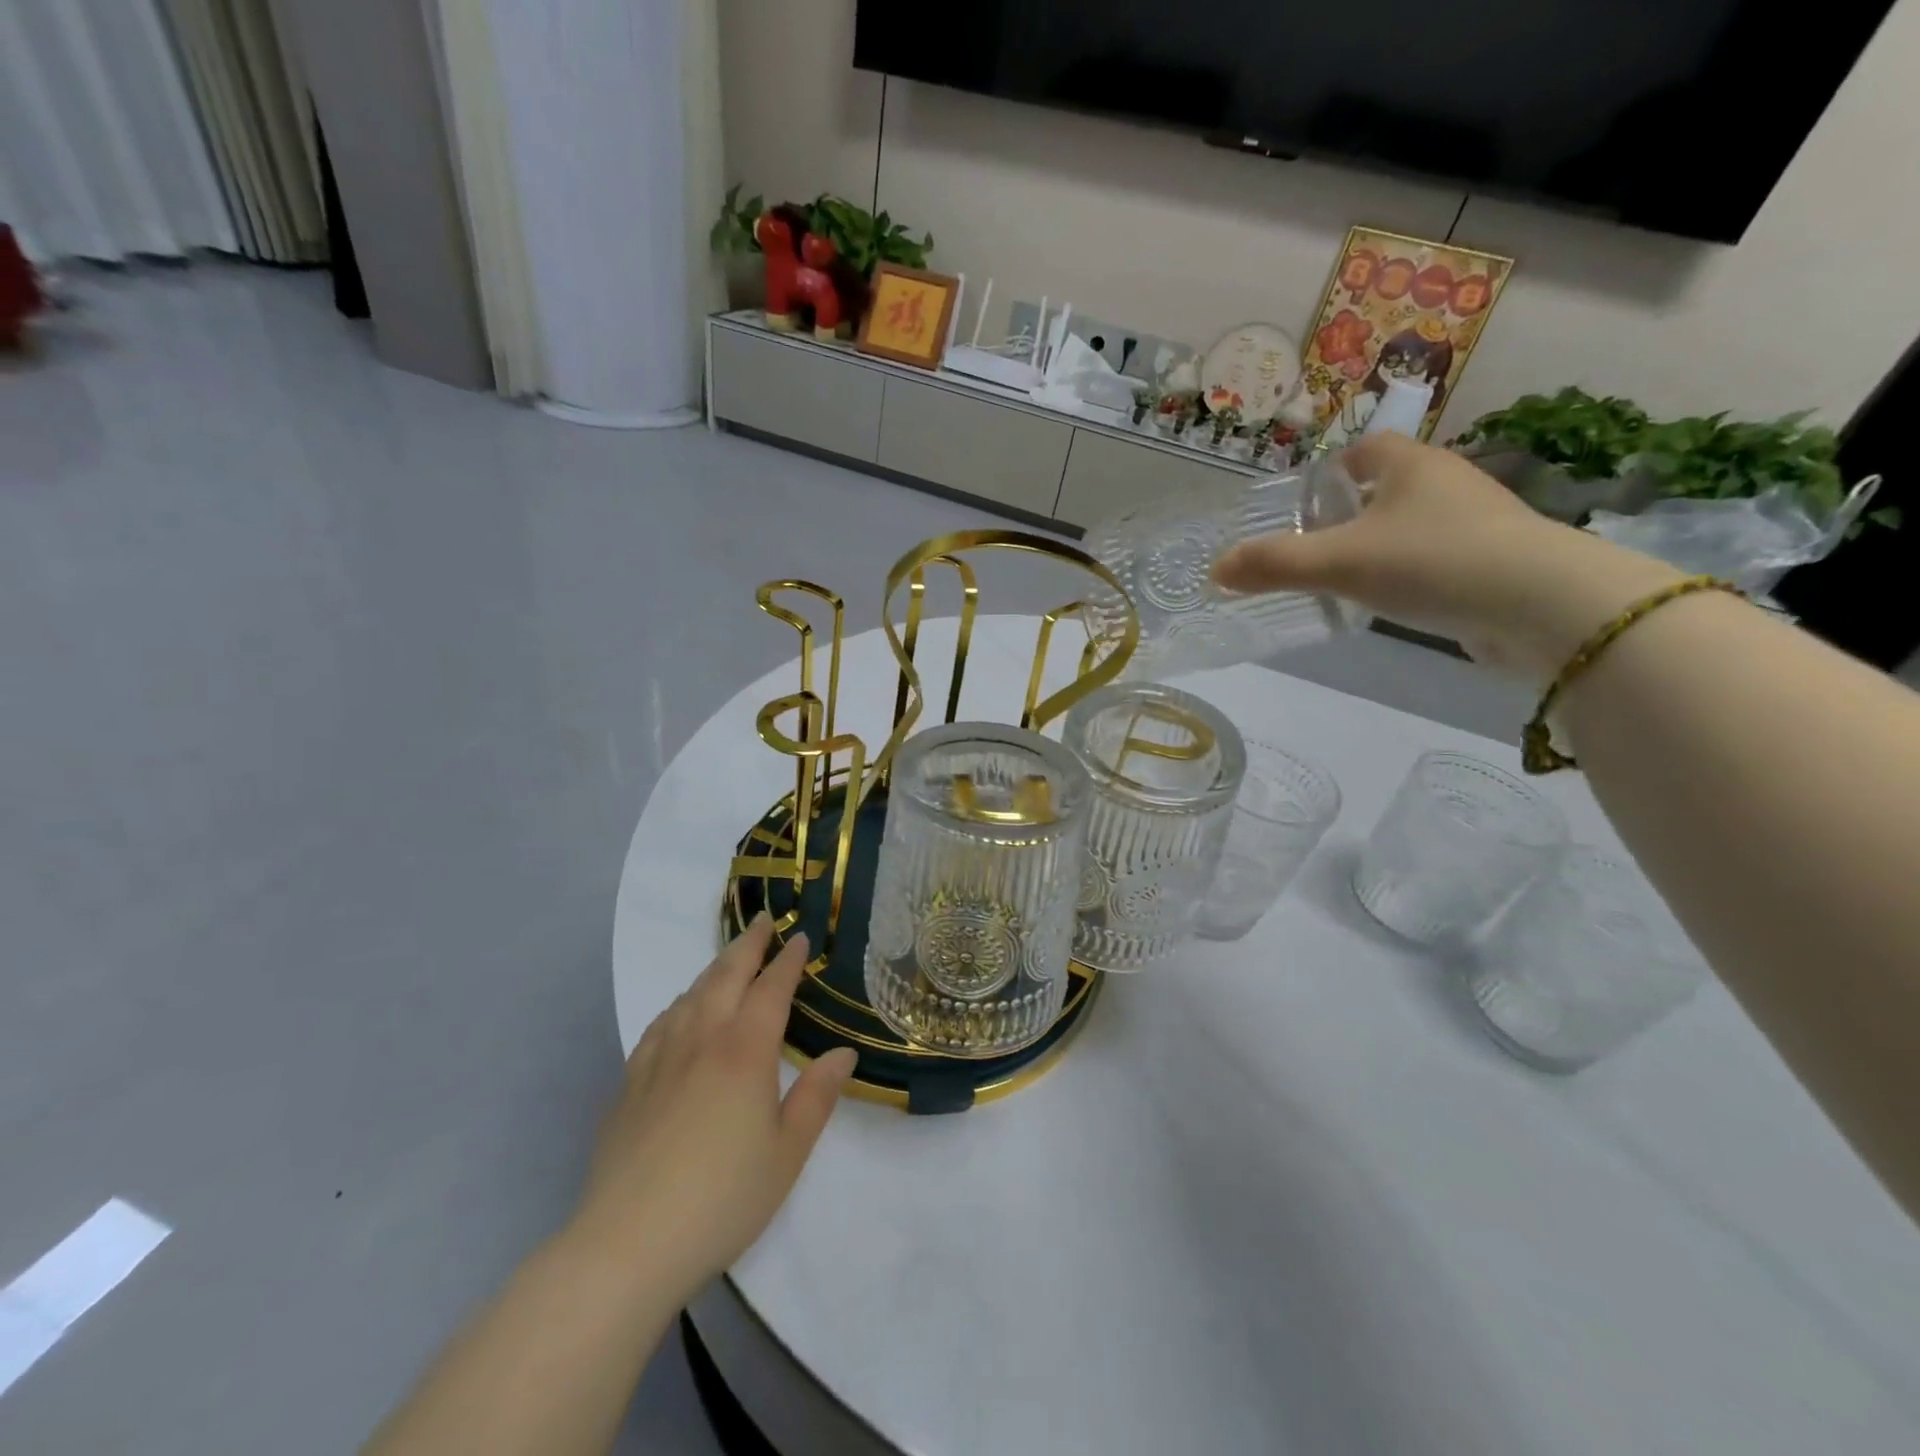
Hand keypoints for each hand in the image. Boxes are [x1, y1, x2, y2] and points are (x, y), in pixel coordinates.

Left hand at [569, 915, 856, 1297]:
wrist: (627, 1245)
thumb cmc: (722, 1198)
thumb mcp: (787, 1152)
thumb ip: (817, 1096)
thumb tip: (843, 1052)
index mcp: (745, 1050)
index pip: (771, 988)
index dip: (787, 960)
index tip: (799, 937)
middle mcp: (702, 1039)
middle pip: (725, 975)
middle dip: (748, 945)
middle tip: (763, 921)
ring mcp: (659, 1058)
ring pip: (690, 994)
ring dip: (714, 969)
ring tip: (729, 959)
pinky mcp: (630, 1083)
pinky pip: (660, 1023)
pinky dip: (680, 1003)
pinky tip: (681, 1011)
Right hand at [1213, 434, 1683, 679]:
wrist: (1537, 604)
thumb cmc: (1428, 561)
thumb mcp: (1336, 563)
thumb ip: (1272, 566)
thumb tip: (1215, 571)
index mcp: (1410, 465)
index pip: (1366, 448)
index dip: (1332, 470)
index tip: (1306, 502)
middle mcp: (1447, 482)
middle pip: (1390, 486)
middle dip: (1352, 511)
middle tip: (1315, 545)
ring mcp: (1478, 521)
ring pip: (1415, 523)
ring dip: (1383, 543)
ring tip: (1347, 578)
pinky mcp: (1496, 561)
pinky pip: (1440, 557)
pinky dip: (1413, 572)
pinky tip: (1396, 601)